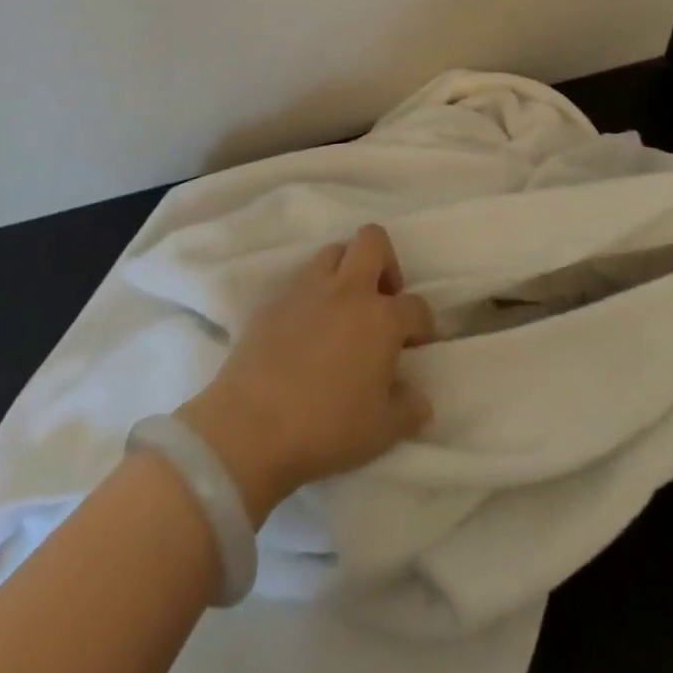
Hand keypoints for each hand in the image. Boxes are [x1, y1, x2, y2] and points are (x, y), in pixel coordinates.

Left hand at [176, 224, 435, 524]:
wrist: (249, 428)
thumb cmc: (325, 428)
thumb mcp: (381, 431)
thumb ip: (408, 409)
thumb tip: (419, 398)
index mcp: (381, 318)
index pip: (416, 306)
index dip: (422, 324)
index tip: (415, 344)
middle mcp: (348, 290)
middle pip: (373, 241)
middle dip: (386, 261)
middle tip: (382, 299)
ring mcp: (307, 288)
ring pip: (334, 251)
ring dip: (346, 270)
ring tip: (343, 308)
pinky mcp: (274, 299)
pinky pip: (301, 278)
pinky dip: (313, 291)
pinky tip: (308, 326)